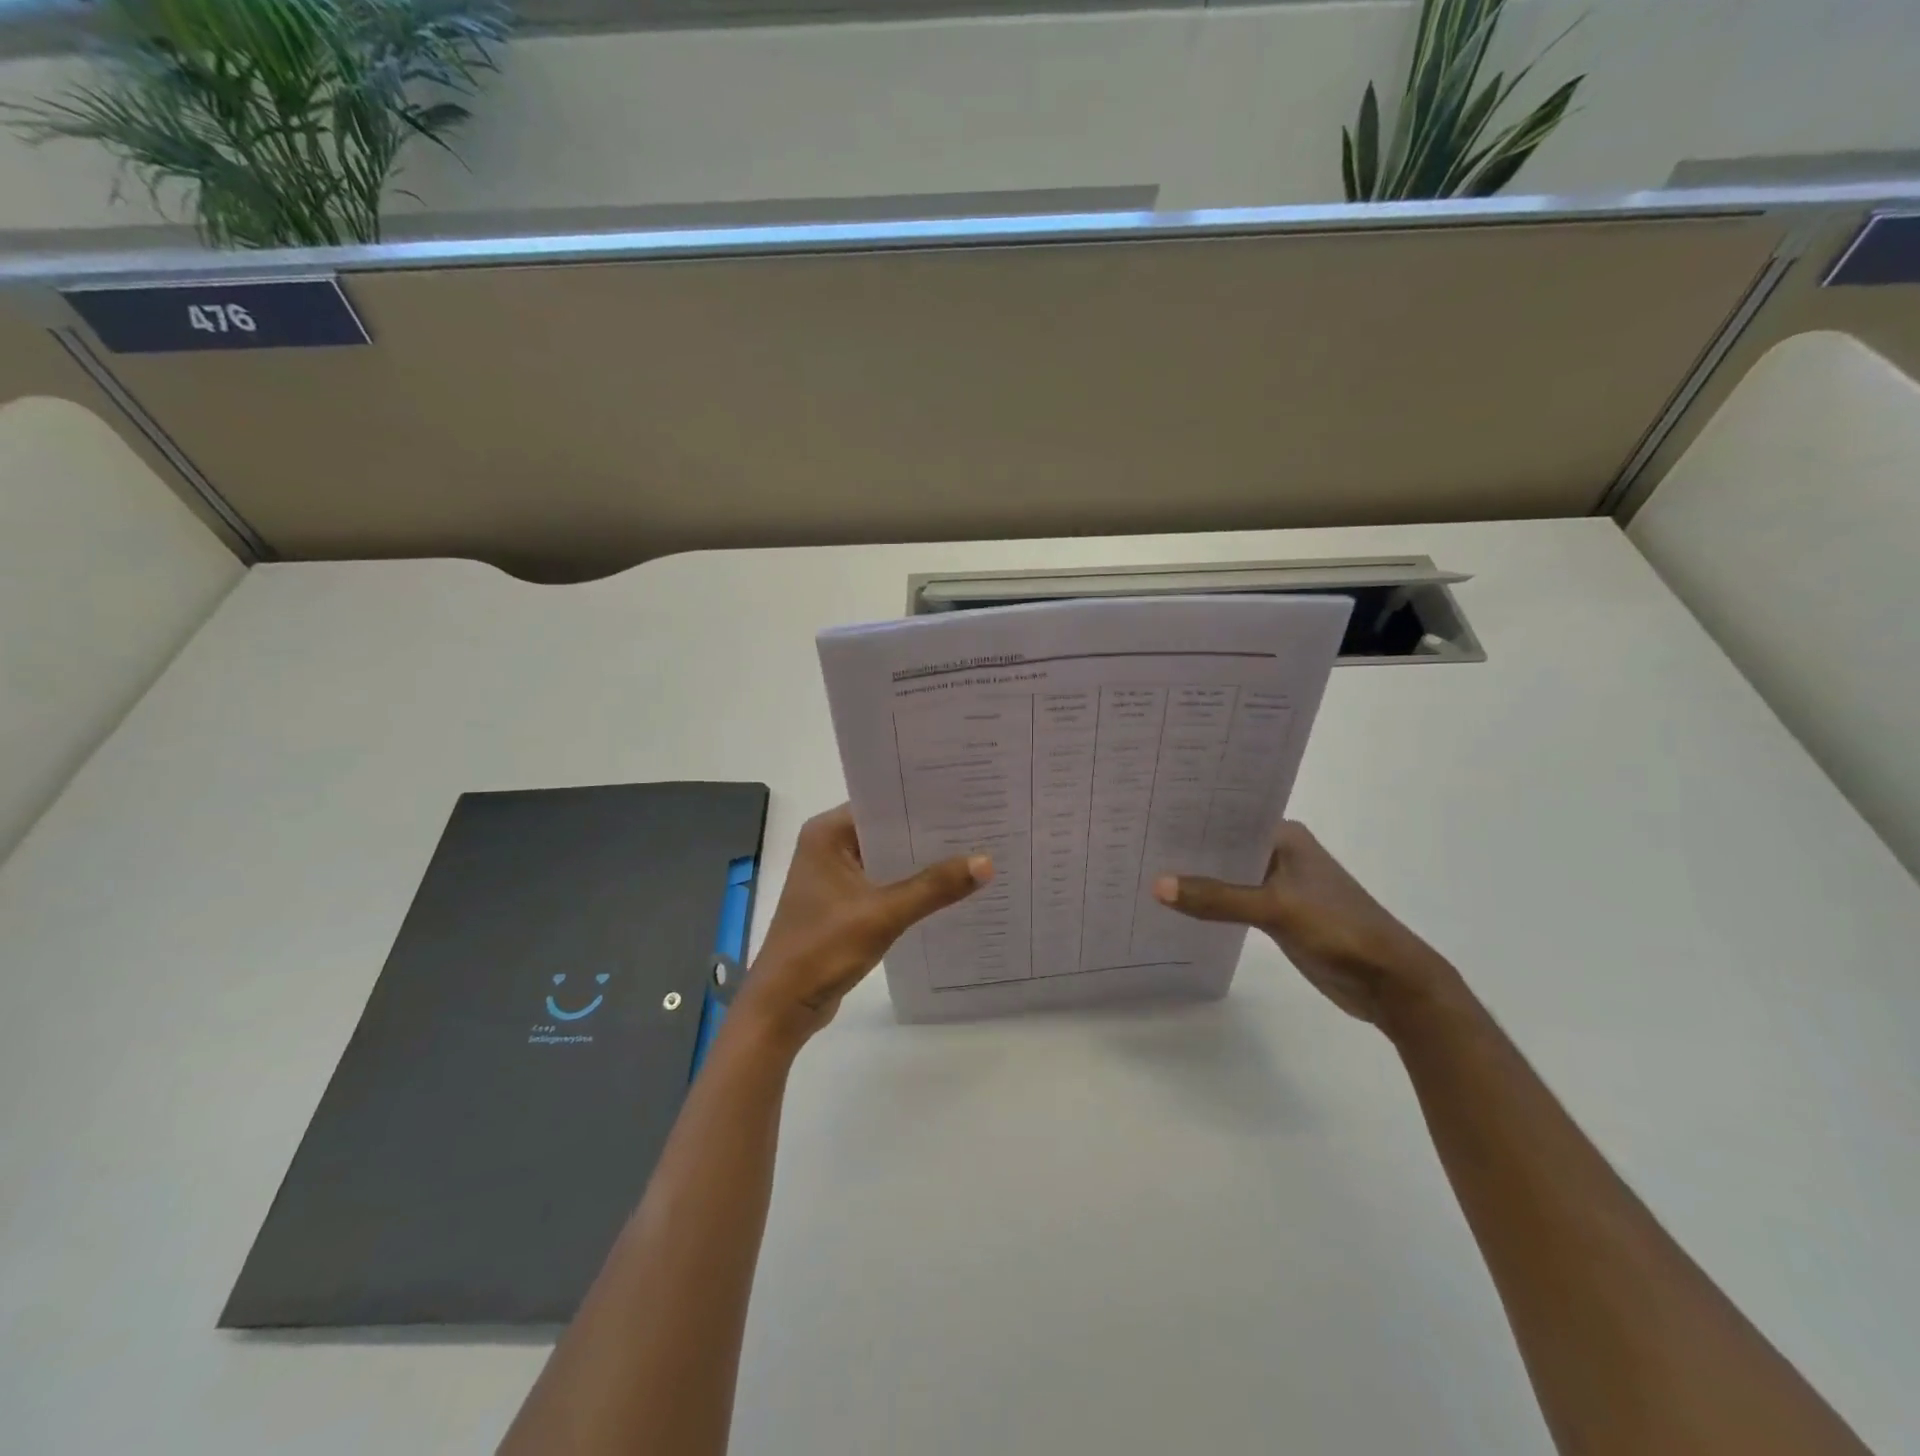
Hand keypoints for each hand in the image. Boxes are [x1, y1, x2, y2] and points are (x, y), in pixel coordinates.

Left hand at [734, 804, 991, 1048]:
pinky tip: (947, 889)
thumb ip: (933, 887)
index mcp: (826, 834)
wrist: (783, 1006)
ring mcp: (834, 876)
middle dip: (928, 832)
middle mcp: (828, 846)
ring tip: (972, 851)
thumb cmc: (823, 949)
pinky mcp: (842, 903)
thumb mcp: (883, 915)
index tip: (965, 797)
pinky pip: (883, 883)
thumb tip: (986, 861)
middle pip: (887, 830)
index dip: (922, 801)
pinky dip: (909, 886)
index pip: (881, 803)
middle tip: (980, 824)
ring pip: (887, 858)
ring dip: (920, 862)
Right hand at [1154, 821, 1457, 1028]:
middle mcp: (1279, 853)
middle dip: (1186, 847)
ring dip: (1197, 877)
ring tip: (1144, 868)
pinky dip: (1210, 902)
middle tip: (1135, 840)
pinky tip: (1176, 904)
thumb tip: (1157, 886)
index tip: (1148, 812)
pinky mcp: (1276, 914)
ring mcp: (1278, 885)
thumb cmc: (1339, 928)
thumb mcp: (1275, 908)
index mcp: (1285, 836)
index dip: (1191, 816)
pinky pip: (1232, 901)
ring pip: (1226, 875)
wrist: (1389, 981)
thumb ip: (1217, 898)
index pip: (1229, 816)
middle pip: (1224, 846)